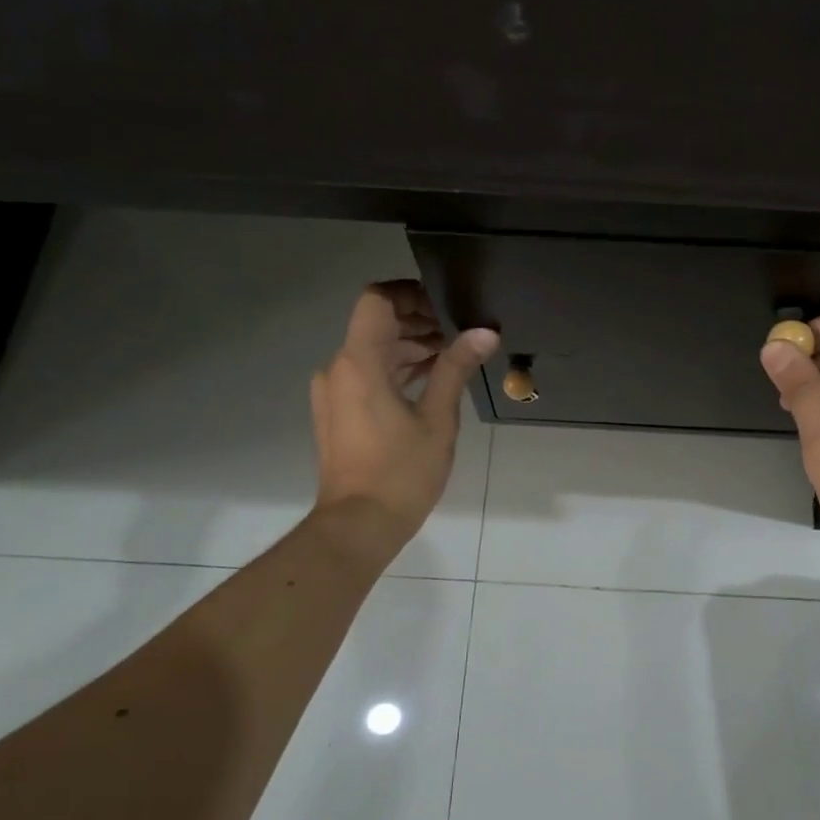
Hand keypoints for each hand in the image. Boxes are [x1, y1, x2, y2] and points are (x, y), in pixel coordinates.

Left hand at [310, 281, 498, 562]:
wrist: (359, 525)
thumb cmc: (401, 472)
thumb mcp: (437, 418)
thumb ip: (455, 368)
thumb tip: (485, 332)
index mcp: (359, 362)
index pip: (376, 300)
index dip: (410, 294)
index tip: (445, 305)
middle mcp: (338, 368)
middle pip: (376, 324)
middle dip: (416, 322)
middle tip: (459, 333)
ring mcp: (334, 392)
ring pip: (372, 351)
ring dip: (408, 347)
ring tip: (451, 356)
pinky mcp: (337, 412)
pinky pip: (366, 375)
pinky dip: (395, 369)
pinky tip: (429, 380)